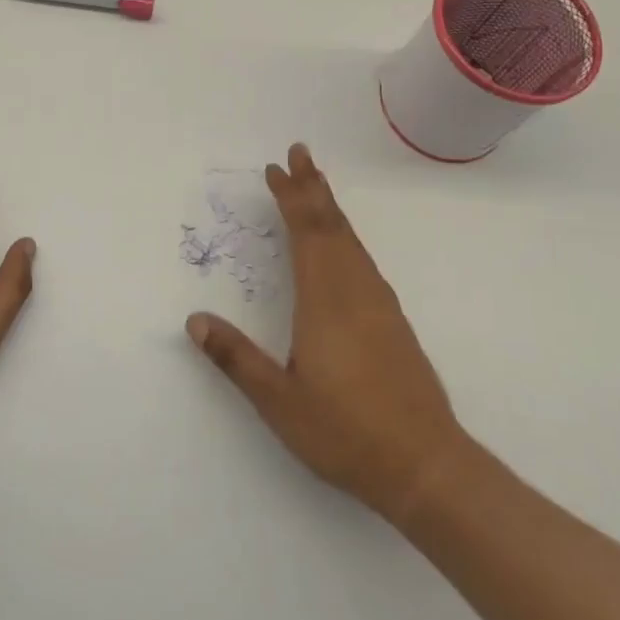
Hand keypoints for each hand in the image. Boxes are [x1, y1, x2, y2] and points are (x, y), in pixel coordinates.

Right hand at [186, 143, 464, 523]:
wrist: (425, 465)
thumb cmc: (345, 432)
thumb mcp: (278, 401)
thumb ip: (235, 358)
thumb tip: (194, 320)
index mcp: (325, 301)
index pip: (306, 234)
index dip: (291, 198)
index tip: (276, 169)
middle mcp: (355, 291)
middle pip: (332, 226)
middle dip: (313, 188)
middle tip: (299, 153)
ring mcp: (379, 305)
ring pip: (352, 241)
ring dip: (331, 209)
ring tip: (317, 187)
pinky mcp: (393, 322)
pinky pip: (363, 260)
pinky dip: (346, 237)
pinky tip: (343, 247)